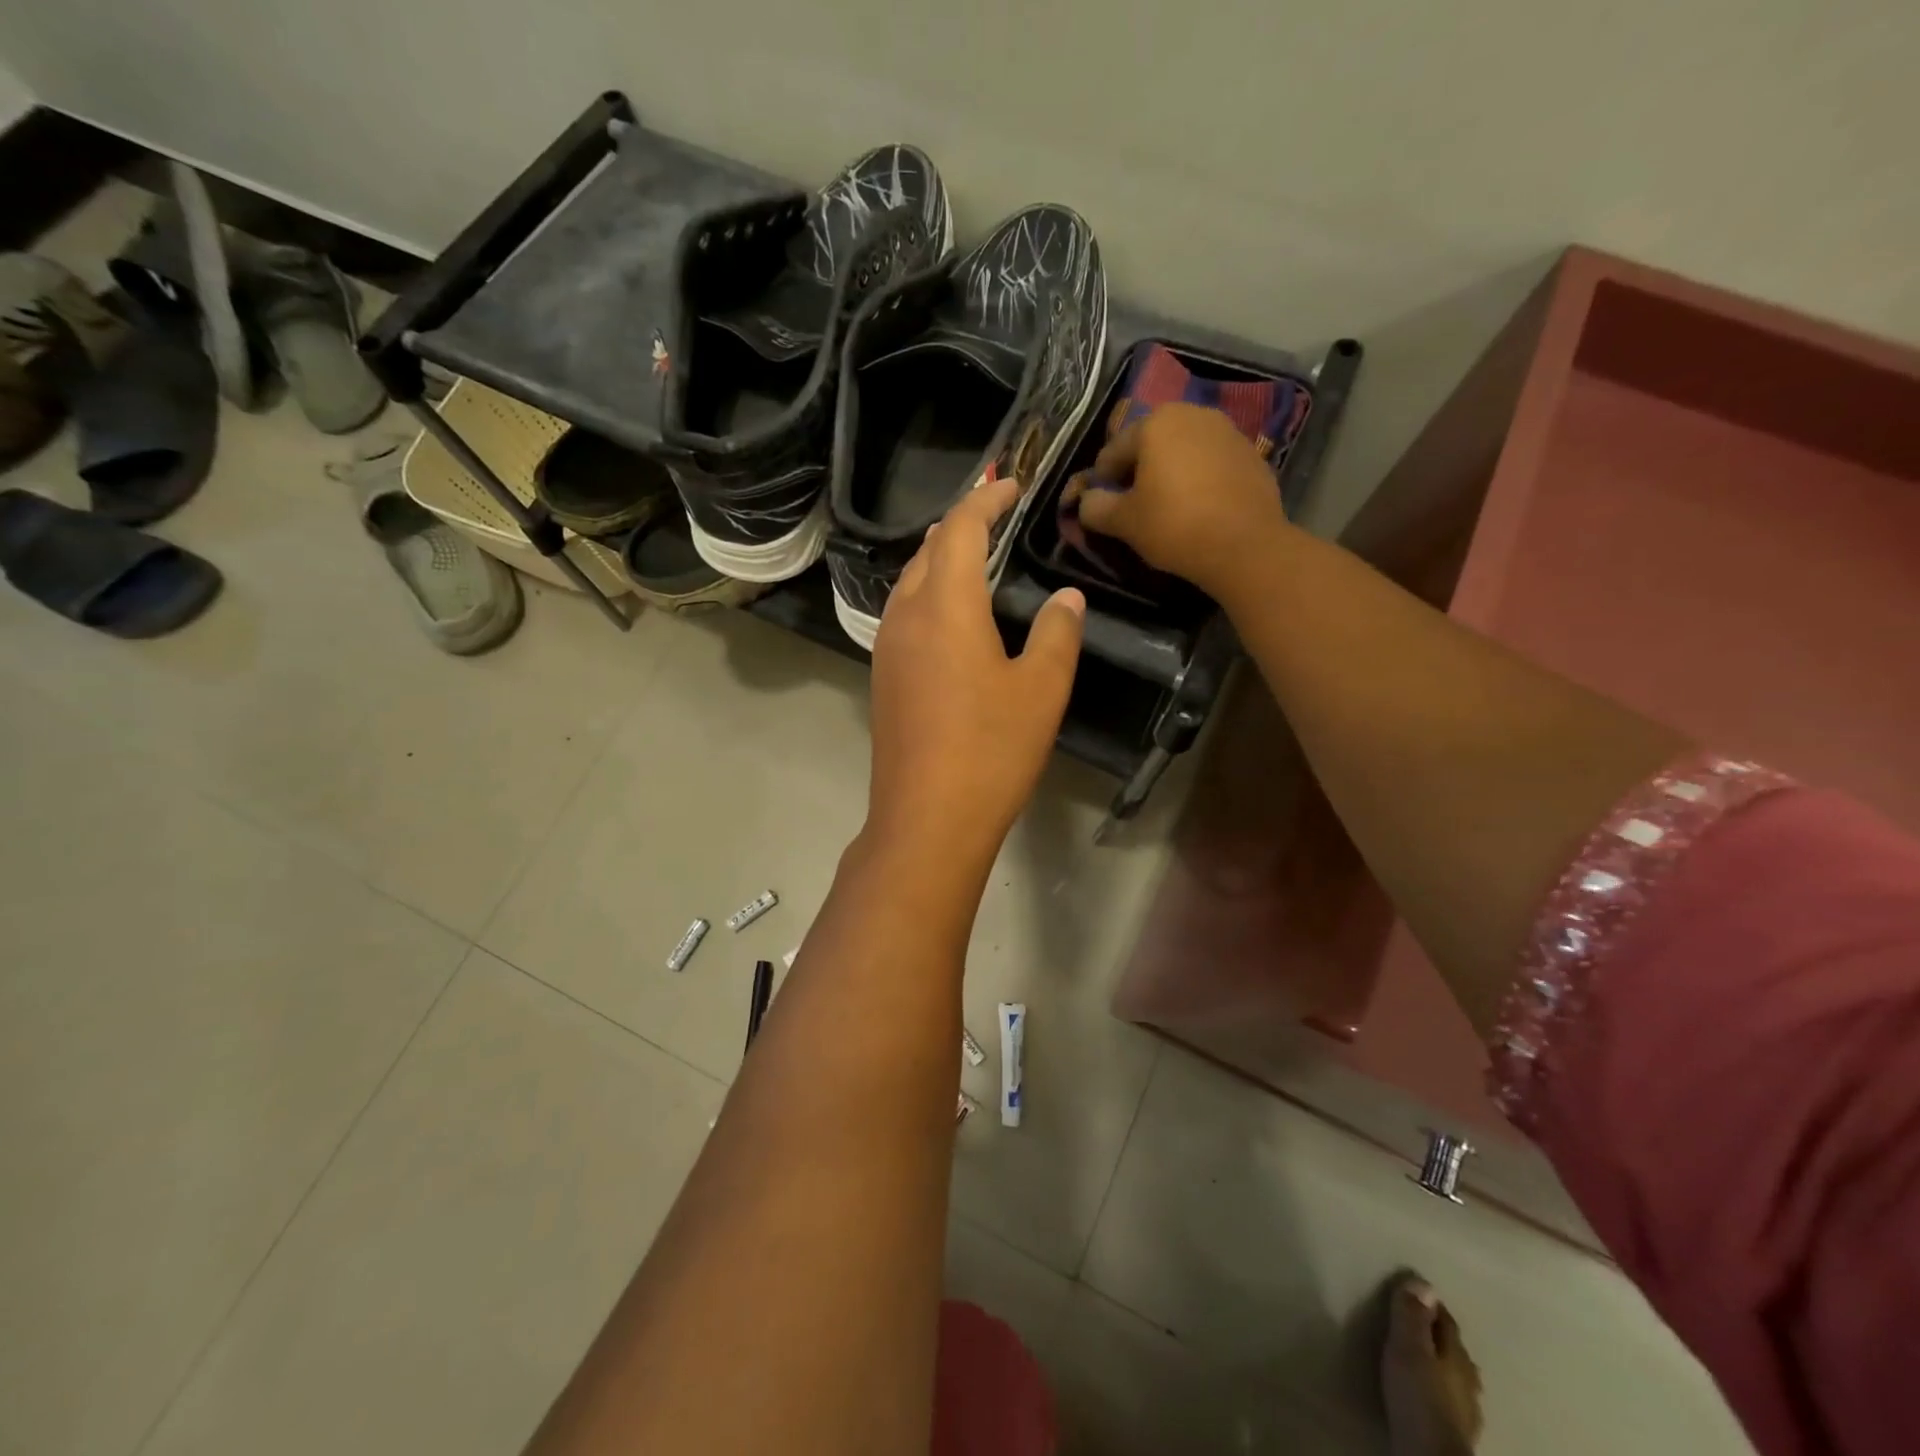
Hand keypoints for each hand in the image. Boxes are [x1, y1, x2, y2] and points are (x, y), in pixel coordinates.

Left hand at [865, 476, 1085, 874]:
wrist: (927, 818)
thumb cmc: (991, 750)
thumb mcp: (1041, 690)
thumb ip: (1058, 633)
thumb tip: (1067, 598)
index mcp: (946, 606)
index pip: (962, 530)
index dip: (987, 499)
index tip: (1012, 484)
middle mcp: (906, 616)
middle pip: (929, 550)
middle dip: (962, 524)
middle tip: (996, 515)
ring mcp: (887, 648)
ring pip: (909, 582)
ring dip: (940, 559)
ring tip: (973, 556)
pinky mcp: (883, 678)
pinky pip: (903, 614)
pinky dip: (928, 594)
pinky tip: (950, 615)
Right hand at [1069, 402, 1293, 601]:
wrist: (1245, 545)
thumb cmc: (1174, 525)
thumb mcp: (1123, 522)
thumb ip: (1095, 507)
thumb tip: (1086, 501)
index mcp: (1156, 423)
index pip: (1113, 451)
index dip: (1101, 482)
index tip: (1101, 508)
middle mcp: (1193, 415)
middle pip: (1150, 446)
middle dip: (1138, 473)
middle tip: (1133, 509)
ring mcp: (1227, 432)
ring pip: (1183, 453)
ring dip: (1169, 475)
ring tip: (1166, 509)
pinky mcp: (1251, 455)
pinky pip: (1211, 465)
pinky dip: (1199, 481)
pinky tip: (1198, 510)